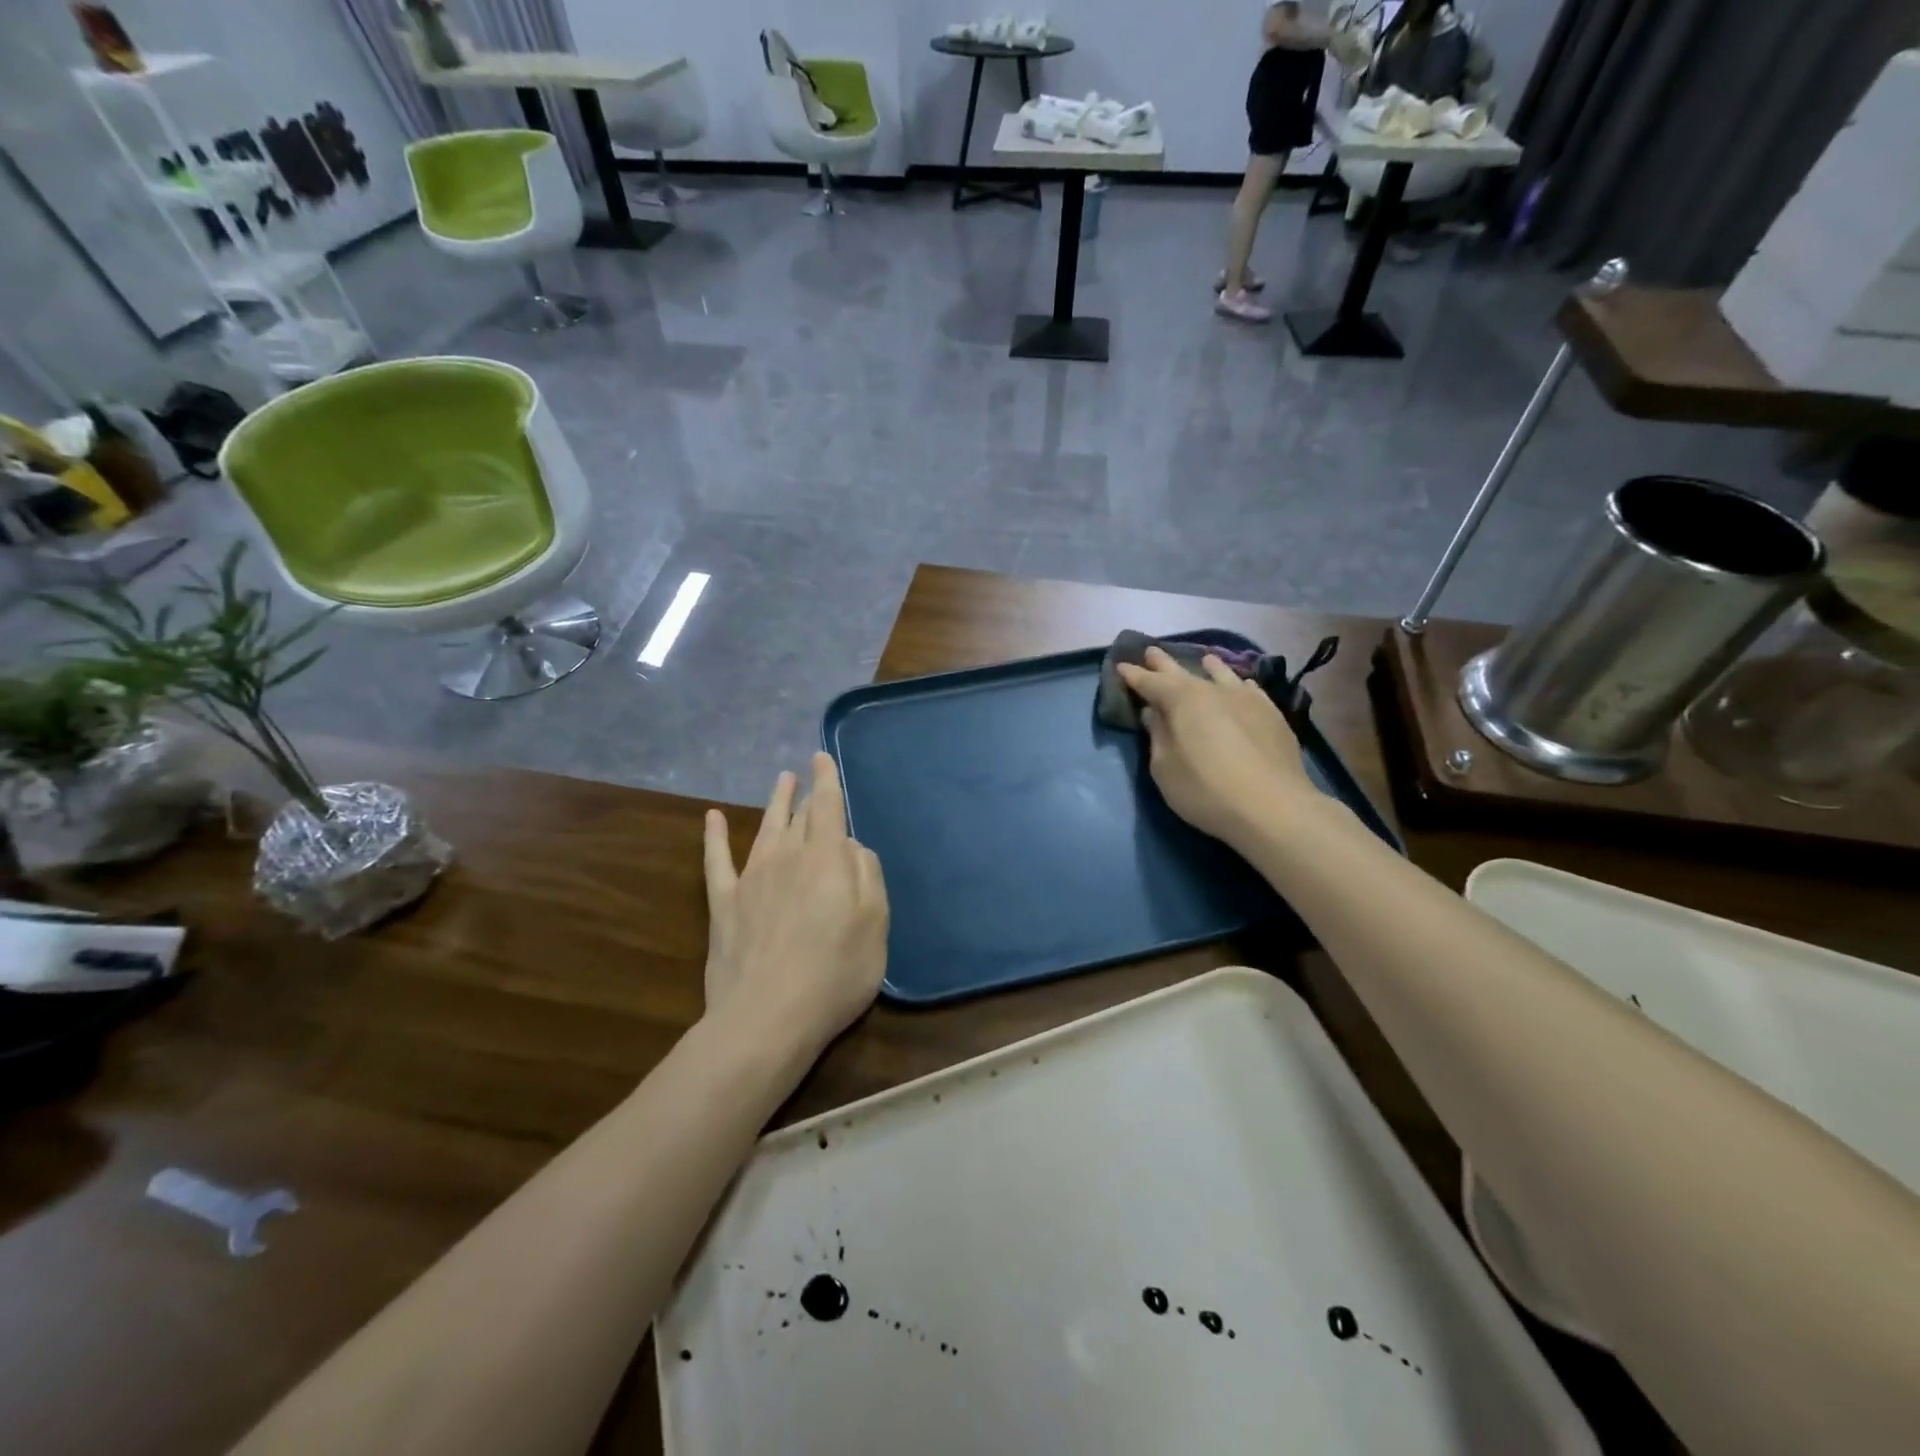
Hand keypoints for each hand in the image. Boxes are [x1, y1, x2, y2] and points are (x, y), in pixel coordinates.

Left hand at [703, 753, 888, 1058]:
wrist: (768, 1016)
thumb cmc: (835, 972)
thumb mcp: (875, 924)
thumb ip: (867, 876)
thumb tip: (851, 846)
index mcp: (826, 858)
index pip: (828, 807)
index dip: (826, 780)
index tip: (821, 757)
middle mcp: (787, 857)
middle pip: (799, 817)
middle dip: (805, 794)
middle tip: (805, 775)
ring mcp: (751, 879)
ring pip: (764, 828)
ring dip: (774, 803)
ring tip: (780, 781)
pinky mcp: (724, 904)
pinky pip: (717, 860)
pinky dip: (714, 837)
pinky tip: (712, 818)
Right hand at [1116, 647, 1316, 848]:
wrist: (1273, 807)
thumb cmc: (1206, 791)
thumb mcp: (1165, 769)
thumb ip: (1158, 737)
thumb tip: (1154, 714)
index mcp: (1181, 700)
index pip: (1150, 682)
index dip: (1134, 675)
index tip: (1121, 666)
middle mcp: (1213, 690)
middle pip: (1183, 672)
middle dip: (1163, 664)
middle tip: (1151, 652)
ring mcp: (1246, 699)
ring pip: (1222, 674)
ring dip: (1208, 666)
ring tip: (1204, 659)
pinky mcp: (1271, 714)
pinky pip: (1249, 689)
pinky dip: (1238, 684)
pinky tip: (1242, 685)